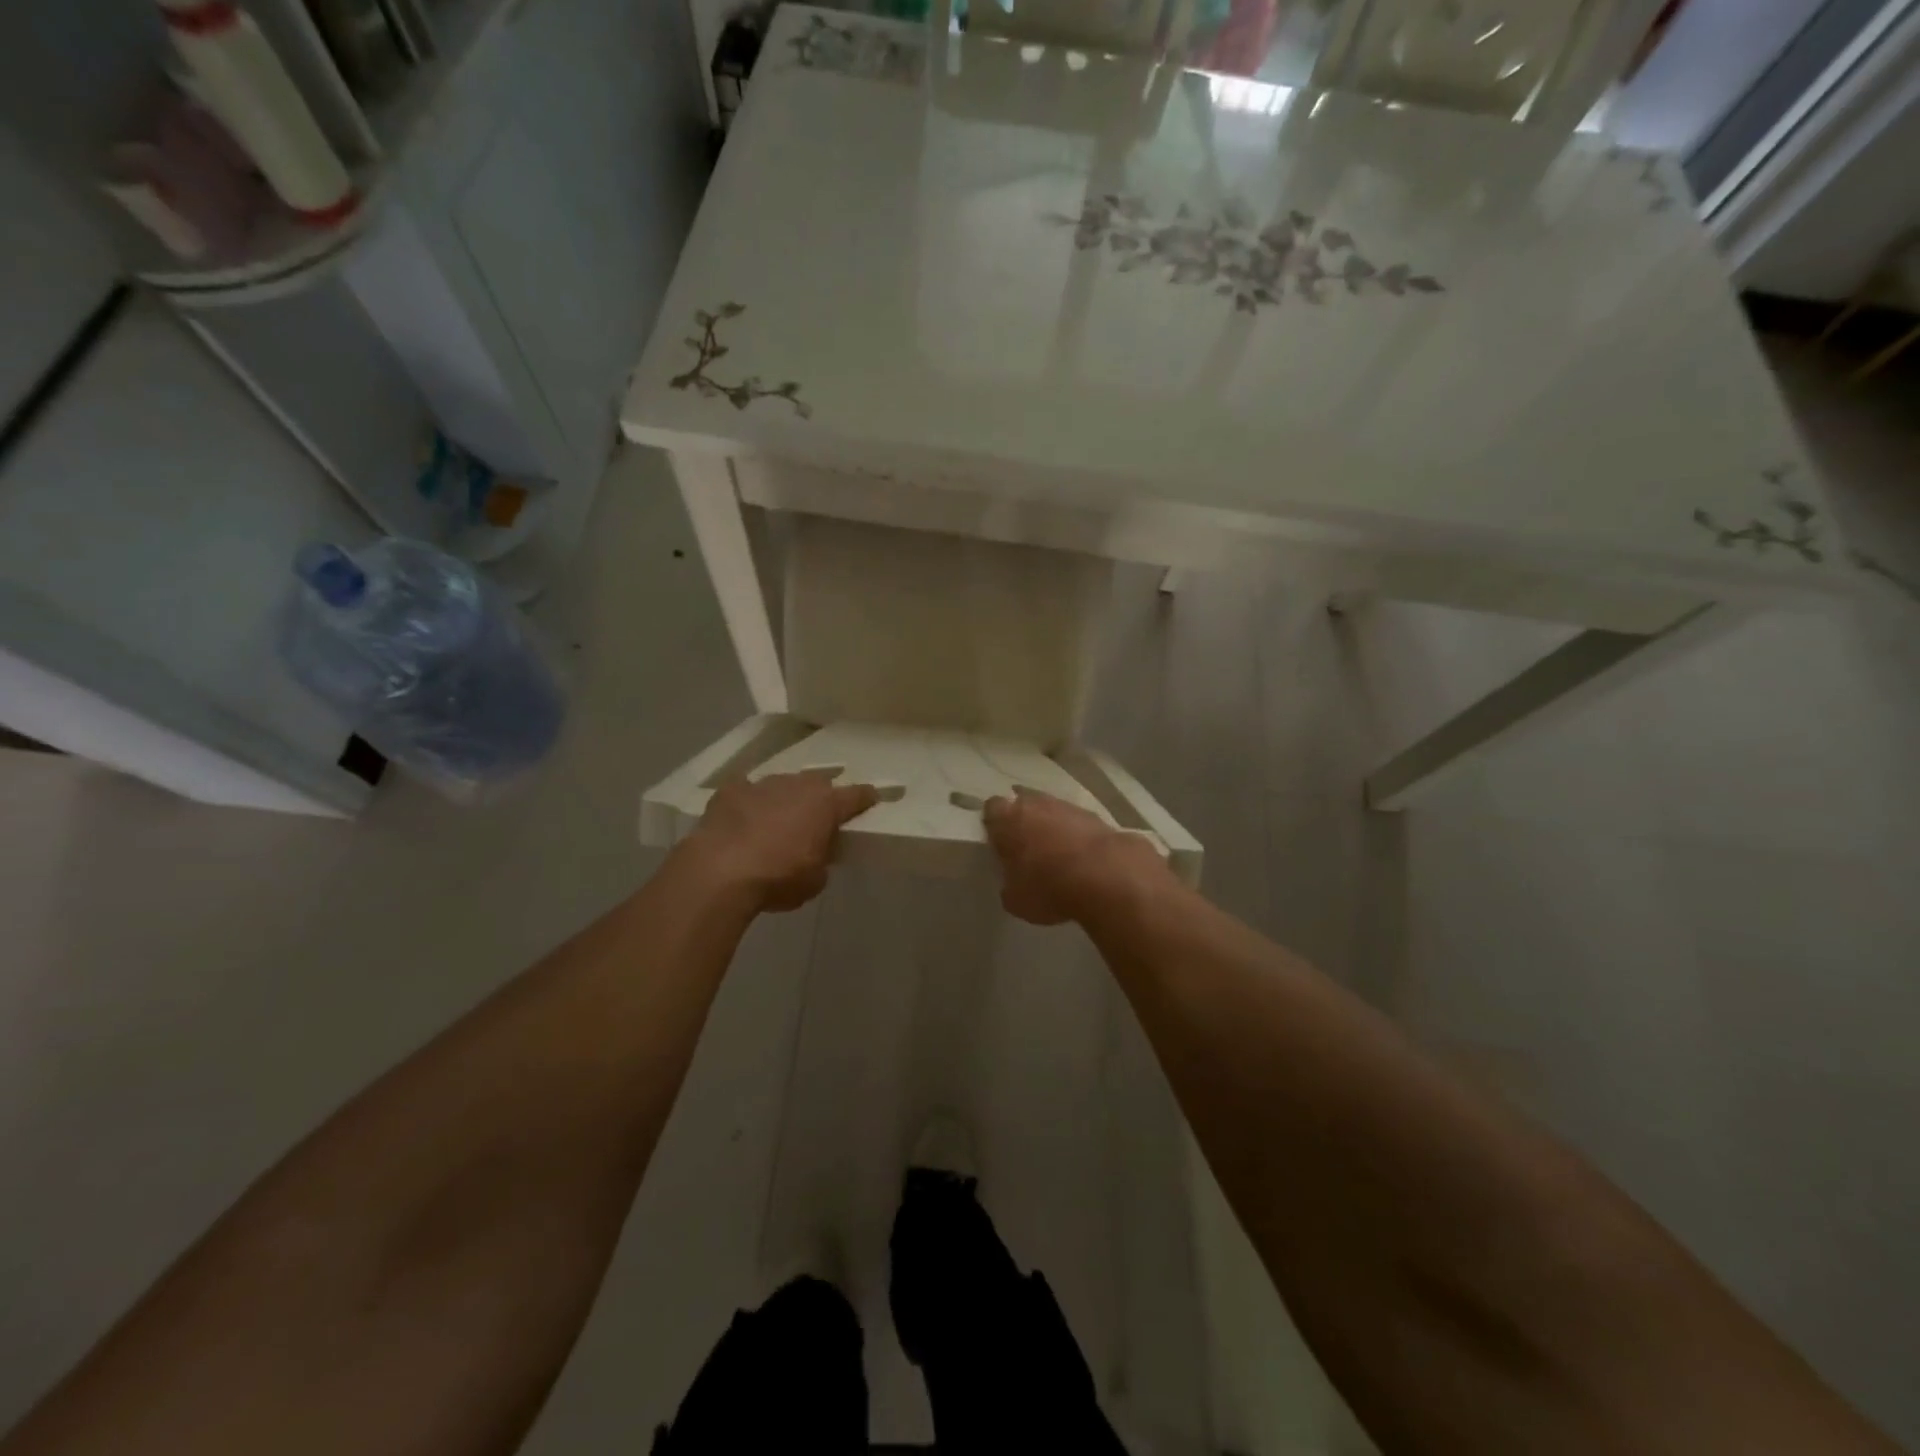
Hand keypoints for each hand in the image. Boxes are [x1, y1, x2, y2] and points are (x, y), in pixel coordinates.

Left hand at [684, 770, 878, 913]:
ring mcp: (762, 785)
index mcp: (826, 805)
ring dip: (784, 799)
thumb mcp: (814, 881)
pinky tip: (743, 816)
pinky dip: (748, 801)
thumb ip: (821, 861)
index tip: (871, 799)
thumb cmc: (778, 878)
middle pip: (818, 784)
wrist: (720, 872)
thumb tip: (814, 856)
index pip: (856, 795)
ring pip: (782, 785)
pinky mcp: (731, 791)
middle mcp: (797, 786)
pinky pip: (746, 790)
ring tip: (778, 820)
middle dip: (820, 798)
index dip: (866, 798)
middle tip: (818, 817)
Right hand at [982, 788, 1170, 925]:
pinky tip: (1082, 859)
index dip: (994, 825)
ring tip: (1057, 856)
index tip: (998, 843)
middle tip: (1026, 848)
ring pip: (1052, 812)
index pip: (992, 809)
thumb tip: (1014, 882)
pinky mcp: (1095, 816)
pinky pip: (1077, 824)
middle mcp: (1035, 804)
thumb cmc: (1048, 887)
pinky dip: (1076, 836)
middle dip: (1024, 822)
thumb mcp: (1016, 900)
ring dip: (1052, 828)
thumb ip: (1009, 884)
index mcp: (1007, 819)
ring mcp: (1067, 806)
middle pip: (1023, 805)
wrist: (1107, 876)